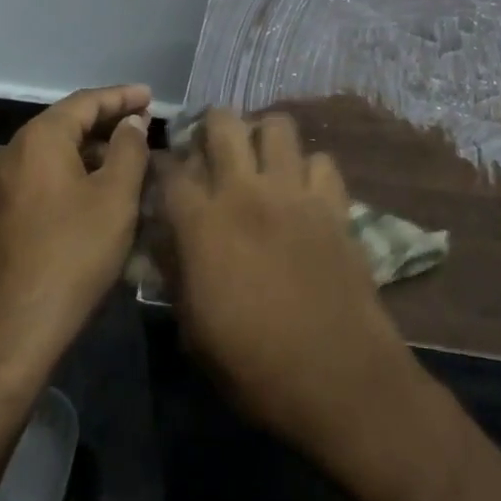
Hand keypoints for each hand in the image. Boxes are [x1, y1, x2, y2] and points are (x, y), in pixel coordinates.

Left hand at [0, 84, 151, 375]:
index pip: (85, 102)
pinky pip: (40, 179)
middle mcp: (10, 154)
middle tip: (144, 127)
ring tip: (127, 160)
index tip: (151, 96)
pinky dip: (71, 174)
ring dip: (90, 152)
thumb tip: (131, 122)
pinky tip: (95, 193)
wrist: (10, 329)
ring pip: (51, 154)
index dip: (122, 97)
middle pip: (65, 125)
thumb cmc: (72, 254)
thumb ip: (129, 150)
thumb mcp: (115, 198)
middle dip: (106, 123)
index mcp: (38, 139)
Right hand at [159, 109, 420, 459]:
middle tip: (213, 150)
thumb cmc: (255, 366)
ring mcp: (295, 193)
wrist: (338, 377)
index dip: (163, 164)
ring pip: (278, 126)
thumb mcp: (194, 331)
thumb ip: (176, 273)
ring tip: (260, 160)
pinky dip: (310, 168)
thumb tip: (166, 239)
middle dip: (212, 126)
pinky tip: (304, 190)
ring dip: (263, 136)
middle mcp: (246, 193)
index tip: (164, 172)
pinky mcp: (334, 205)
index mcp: (203, 224)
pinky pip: (322, 161)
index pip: (171, 169)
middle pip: (224, 123)